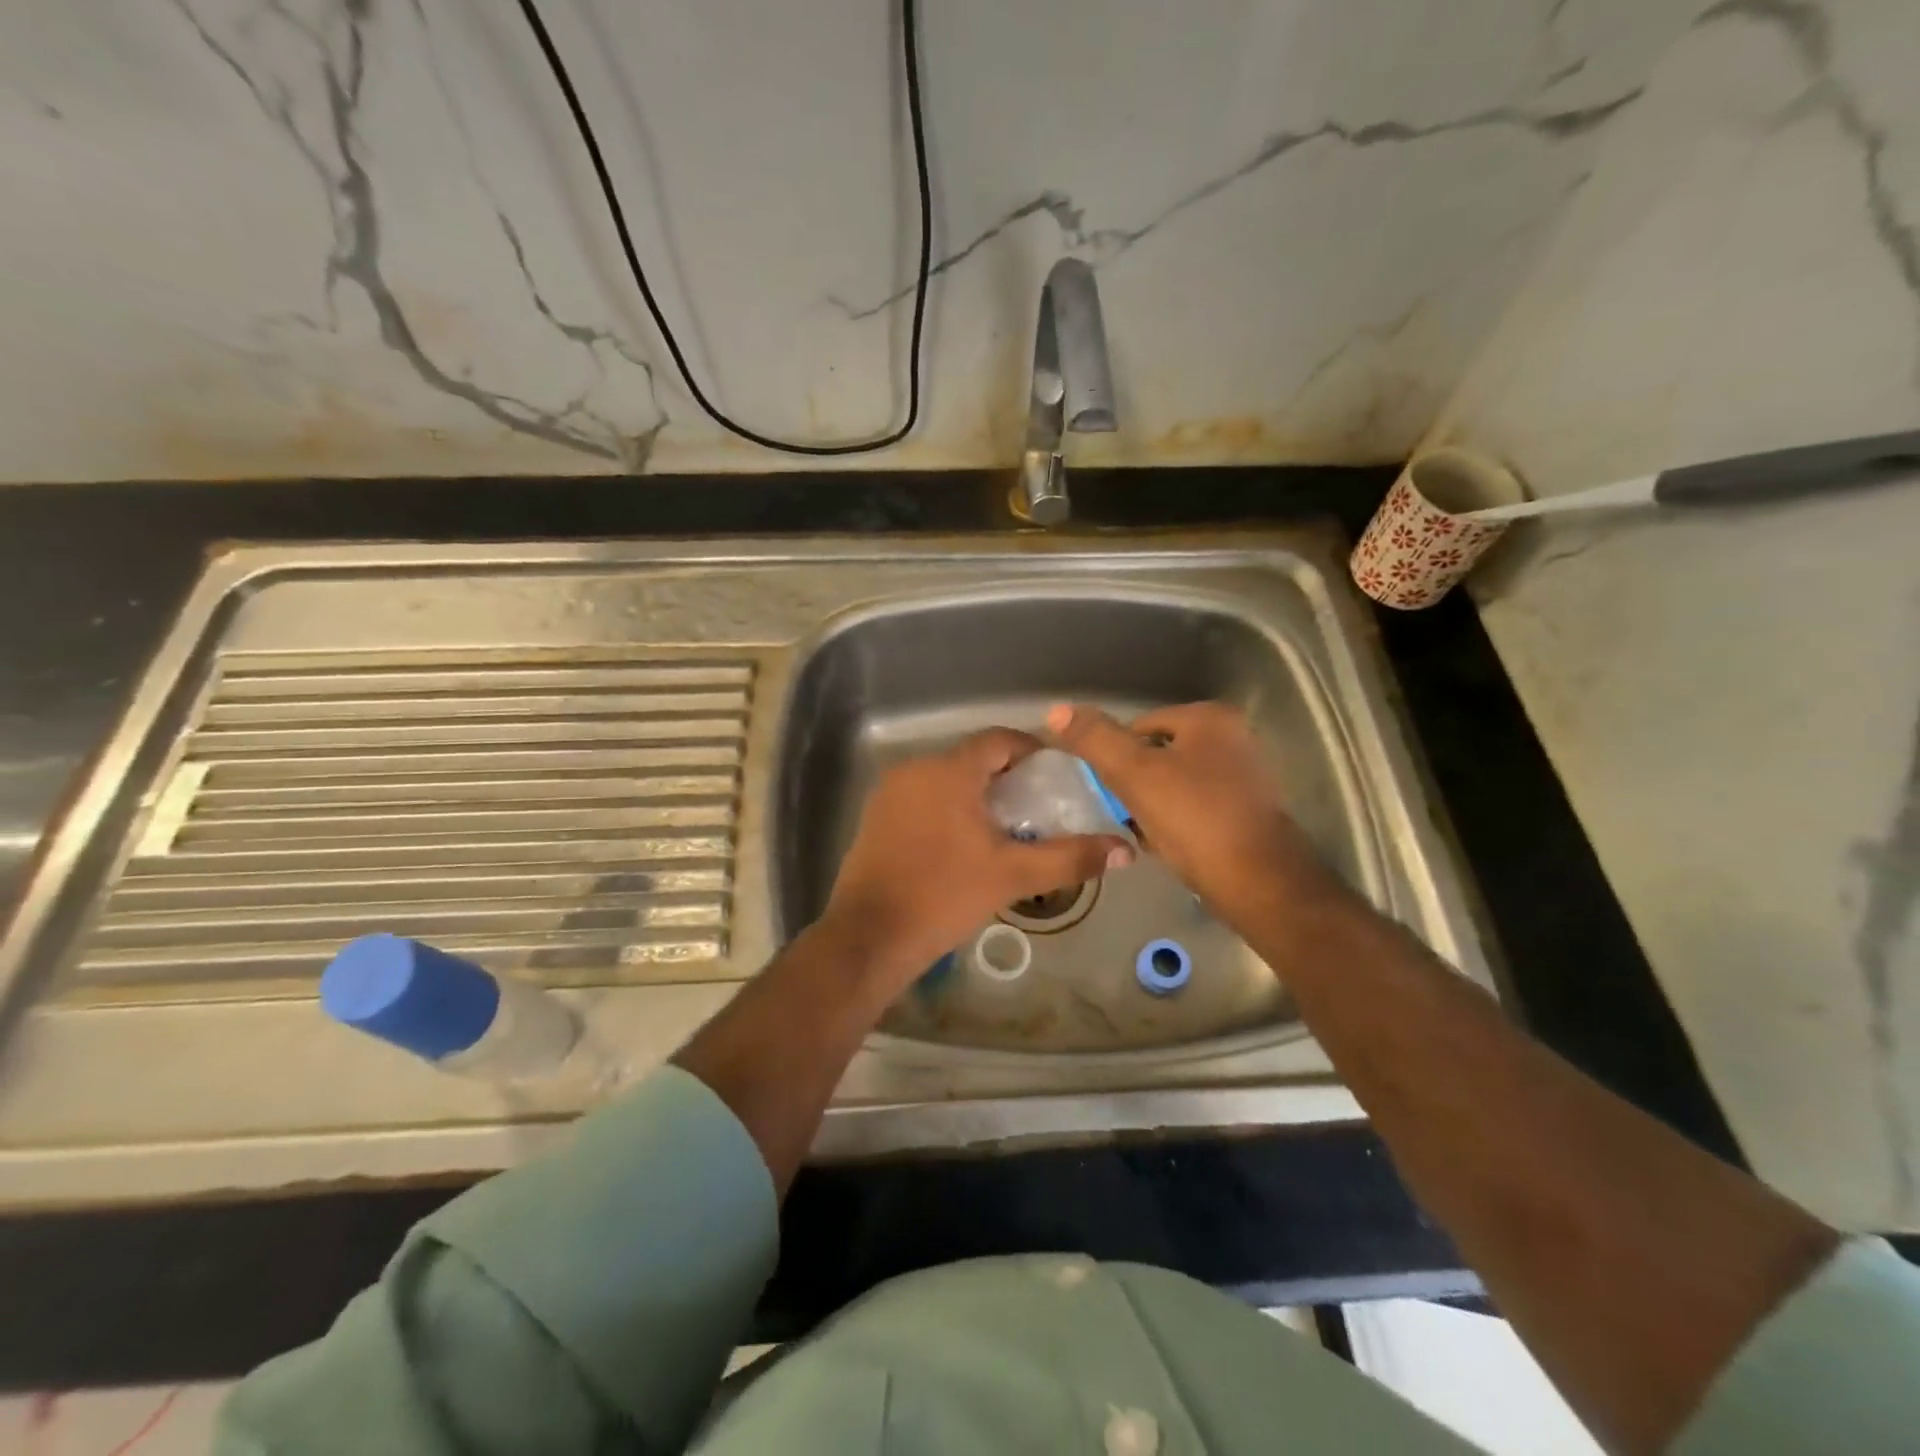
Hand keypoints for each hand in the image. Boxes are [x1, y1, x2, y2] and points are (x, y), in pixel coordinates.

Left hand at [823, 729, 1132, 991]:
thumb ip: (1070, 858)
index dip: (1031, 750)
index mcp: (949, 771)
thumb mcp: (1013, 876)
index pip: (998, 740)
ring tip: (1005, 828)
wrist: (869, 936)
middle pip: (971, 759)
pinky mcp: (875, 818)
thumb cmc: (944, 896)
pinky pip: (922, 799)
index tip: (1055, 774)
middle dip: (1006, 777)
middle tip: (1036, 807)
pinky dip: (948, 808)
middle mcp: (915, 770)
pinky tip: (962, 843)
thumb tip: (1124, 849)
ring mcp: (890, 794)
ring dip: (976, 794)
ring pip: (945, 780)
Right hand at [1047, 701, 1334, 918]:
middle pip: (1158, 754)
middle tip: (1120, 812)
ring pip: (1175, 783)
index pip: (1140, 725)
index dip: (1115, 757)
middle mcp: (1233, 738)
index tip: (1105, 790)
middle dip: (1135, 783)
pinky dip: (1175, 821)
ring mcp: (1244, 775)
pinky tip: (1164, 845)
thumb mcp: (1135, 774)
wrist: (1258, 884)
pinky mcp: (1247, 811)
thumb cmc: (1195, 820)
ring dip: (1152, 804)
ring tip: (1140, 832)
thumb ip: (1096, 740)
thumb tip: (1056, 709)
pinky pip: (1195, 807)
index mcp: (1210, 719)